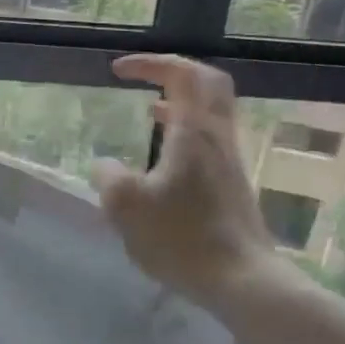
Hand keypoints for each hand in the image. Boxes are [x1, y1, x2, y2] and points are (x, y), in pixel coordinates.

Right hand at [89, 54, 275, 308]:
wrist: (240, 279)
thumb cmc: (181, 238)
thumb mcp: (126, 207)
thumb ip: (108, 177)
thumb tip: (105, 165)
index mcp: (194, 132)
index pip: (181, 74)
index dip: (149, 64)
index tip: (118, 70)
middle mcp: (218, 137)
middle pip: (209, 83)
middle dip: (175, 72)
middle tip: (147, 78)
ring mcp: (230, 161)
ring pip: (213, 112)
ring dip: (183, 102)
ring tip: (151, 112)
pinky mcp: (233, 185)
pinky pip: (211, 139)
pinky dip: (188, 130)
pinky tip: (166, 157)